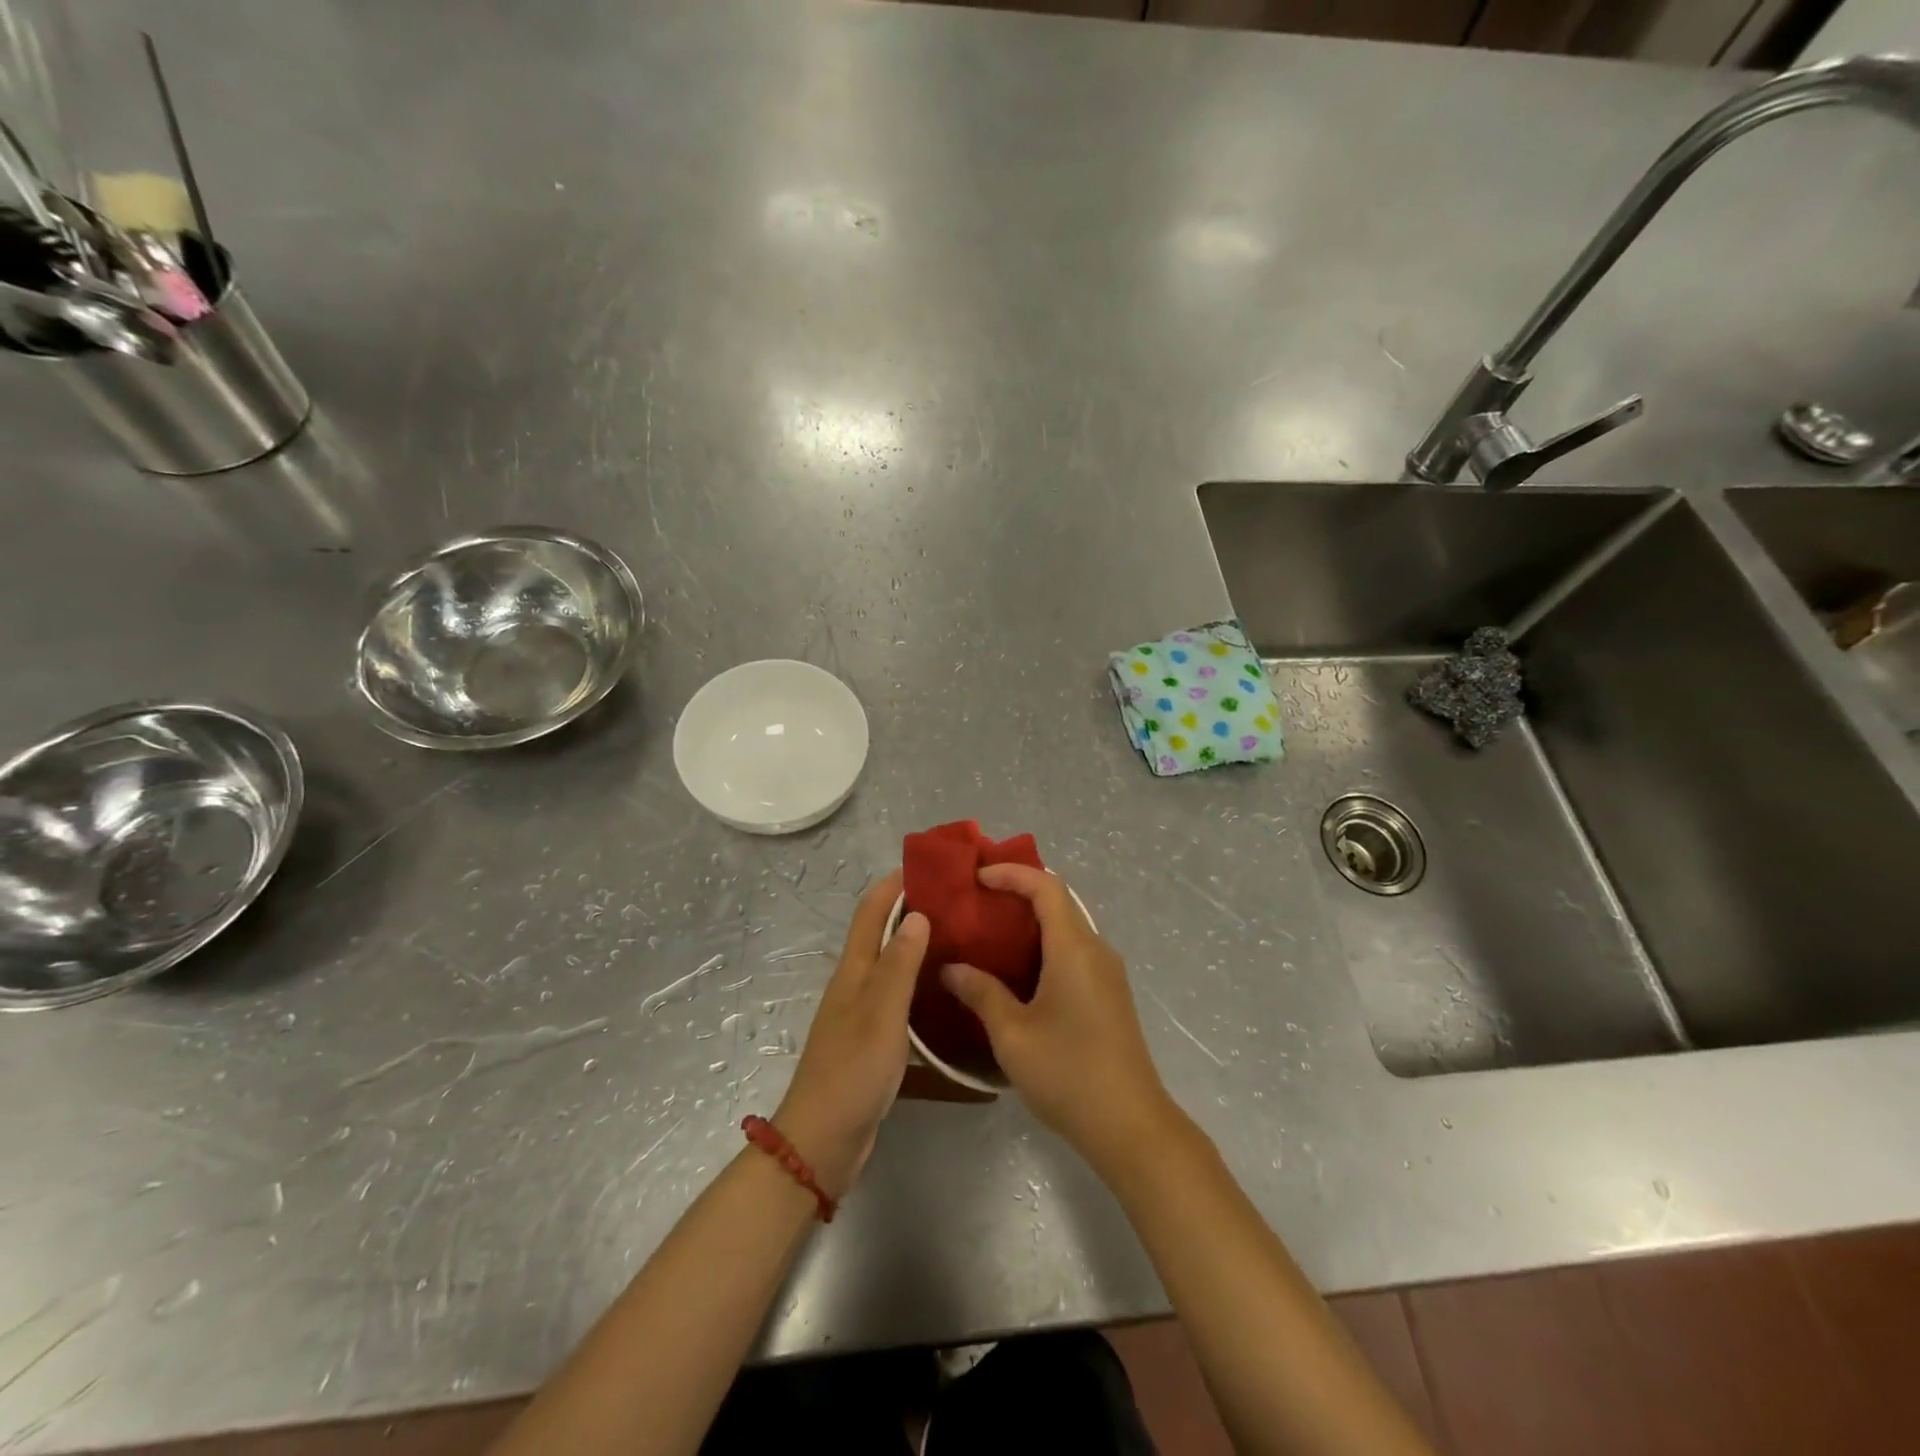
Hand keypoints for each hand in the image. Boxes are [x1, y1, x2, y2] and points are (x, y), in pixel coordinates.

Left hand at [775, 870, 927, 1198]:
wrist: (823, 1141)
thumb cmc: (851, 1071)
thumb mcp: (880, 1014)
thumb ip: (899, 965)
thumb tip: (918, 914)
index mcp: (854, 971)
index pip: (871, 911)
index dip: (894, 884)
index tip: (930, 866)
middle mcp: (856, 984)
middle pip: (883, 934)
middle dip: (913, 909)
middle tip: (959, 901)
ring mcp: (864, 1013)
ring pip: (894, 966)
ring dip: (920, 946)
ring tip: (963, 938)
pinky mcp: (875, 1040)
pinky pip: (901, 998)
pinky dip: (922, 983)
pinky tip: (949, 991)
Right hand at [941, 864, 1174, 1169]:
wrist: (1131, 1126)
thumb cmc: (1068, 1074)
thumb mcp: (1012, 1035)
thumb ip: (981, 993)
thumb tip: (951, 968)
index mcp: (1074, 949)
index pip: (1046, 887)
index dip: (1012, 873)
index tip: (977, 878)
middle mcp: (1096, 950)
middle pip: (1059, 902)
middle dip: (1018, 893)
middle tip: (976, 902)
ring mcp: (1107, 973)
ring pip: (1067, 927)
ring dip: (1031, 921)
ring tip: (989, 933)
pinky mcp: (1110, 994)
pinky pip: (1074, 951)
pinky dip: (1044, 945)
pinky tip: (1016, 971)